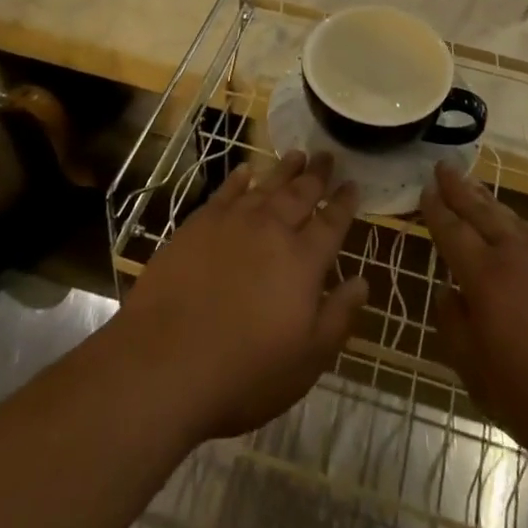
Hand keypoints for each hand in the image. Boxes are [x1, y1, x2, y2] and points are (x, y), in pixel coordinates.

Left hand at [119, 151, 367, 442]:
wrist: (165, 363)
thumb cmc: (244, 373)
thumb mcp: (306, 361)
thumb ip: (338, 318)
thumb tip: (363, 282)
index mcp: (303, 261)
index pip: (331, 222)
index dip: (344, 202)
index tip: (353, 184)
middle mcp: (273, 230)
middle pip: (301, 193)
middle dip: (317, 174)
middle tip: (327, 155)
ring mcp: (233, 222)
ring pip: (267, 186)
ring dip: (285, 169)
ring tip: (297, 154)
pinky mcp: (198, 224)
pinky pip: (226, 192)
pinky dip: (239, 179)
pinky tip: (245, 171)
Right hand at [421, 161, 527, 480]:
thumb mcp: (484, 382)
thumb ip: (457, 332)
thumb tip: (445, 294)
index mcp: (487, 279)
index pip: (453, 233)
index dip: (437, 211)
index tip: (425, 189)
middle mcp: (519, 256)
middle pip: (483, 212)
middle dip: (460, 188)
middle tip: (444, 166)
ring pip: (514, 221)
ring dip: (490, 203)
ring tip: (476, 191)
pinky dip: (521, 229)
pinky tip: (522, 238)